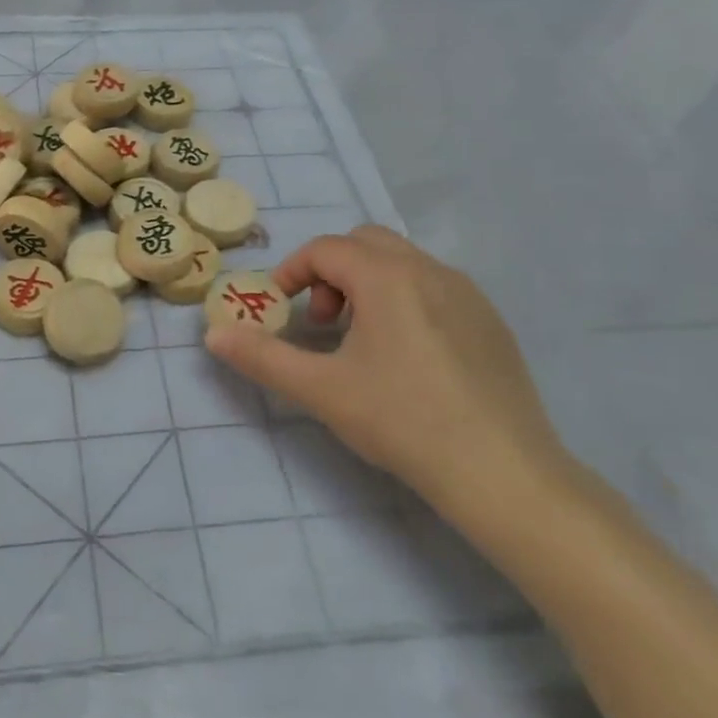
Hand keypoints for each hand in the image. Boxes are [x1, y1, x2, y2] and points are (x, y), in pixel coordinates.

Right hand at [204, 226, 569, 528]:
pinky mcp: (491, 322)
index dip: (291, 272)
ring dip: (366, 285)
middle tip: (321, 322)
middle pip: (364, 243)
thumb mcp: (322, 390)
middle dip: (330, 272)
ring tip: (359, 342)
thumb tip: (213, 335)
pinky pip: (434, 287)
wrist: (504, 474)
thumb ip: (262, 357)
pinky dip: (403, 300)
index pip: (325, 249)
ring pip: (402, 262)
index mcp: (388, 277)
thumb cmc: (404, 422)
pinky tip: (406, 359)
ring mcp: (467, 294)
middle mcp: (430, 270)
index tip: (278, 310)